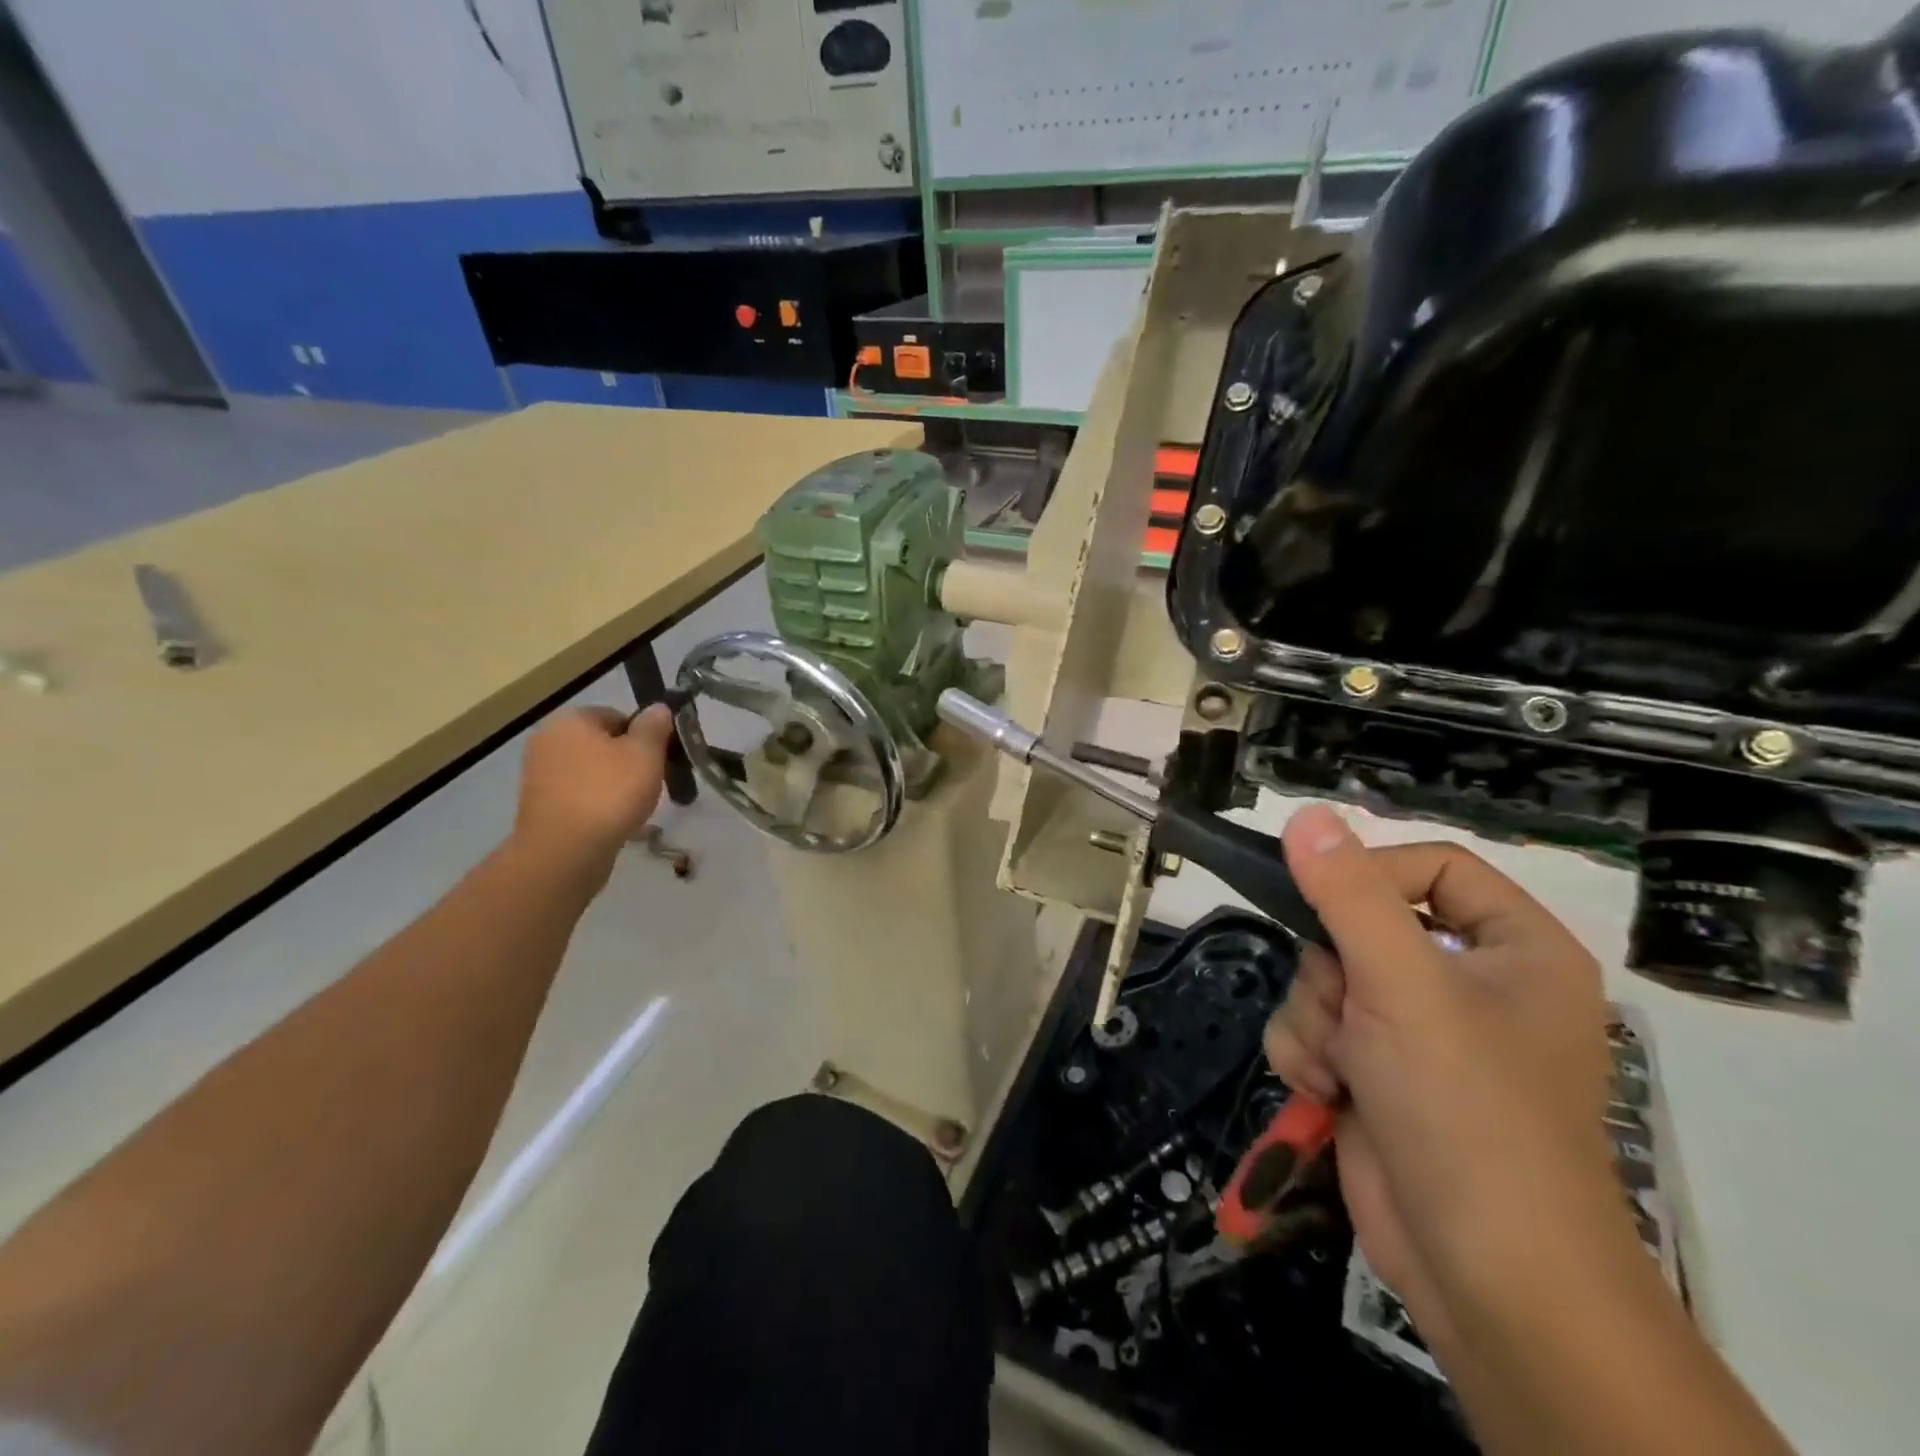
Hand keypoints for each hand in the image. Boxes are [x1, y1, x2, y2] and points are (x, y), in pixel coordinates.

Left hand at [509, 705, 674, 888]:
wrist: (564, 851)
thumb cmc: (609, 793)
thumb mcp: (646, 754)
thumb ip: (654, 727)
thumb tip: (658, 708)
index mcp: (571, 719)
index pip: (617, 716)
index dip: (643, 736)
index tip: (658, 759)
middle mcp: (548, 739)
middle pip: (601, 743)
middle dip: (627, 761)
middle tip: (649, 783)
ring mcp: (538, 774)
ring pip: (590, 771)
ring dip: (612, 784)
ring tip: (632, 807)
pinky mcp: (538, 805)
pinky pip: (577, 795)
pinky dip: (595, 803)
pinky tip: (611, 821)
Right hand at [1263, 805, 1622, 1334]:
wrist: (1485, 1275)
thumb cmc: (1465, 1108)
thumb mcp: (1401, 984)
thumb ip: (1347, 893)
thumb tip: (1305, 815)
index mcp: (1515, 948)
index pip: (1432, 866)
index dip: (1372, 874)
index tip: (1321, 899)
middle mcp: (1471, 983)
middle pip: (1362, 924)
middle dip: (1332, 971)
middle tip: (1345, 1008)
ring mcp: (1421, 1032)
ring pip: (1327, 978)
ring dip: (1315, 1018)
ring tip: (1338, 1068)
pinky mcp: (1380, 1072)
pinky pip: (1318, 1025)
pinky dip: (1310, 1053)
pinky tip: (1326, 1092)